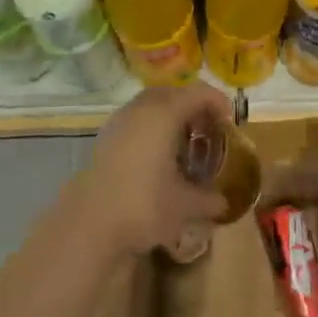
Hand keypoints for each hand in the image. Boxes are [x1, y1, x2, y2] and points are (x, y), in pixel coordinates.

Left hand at [73, 83, 231, 255]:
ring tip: (183, 141)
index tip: (230, 121)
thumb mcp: (184, 205)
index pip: (199, 93)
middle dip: (192, 105)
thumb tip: (224, 203)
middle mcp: (141, 109)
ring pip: (150, 105)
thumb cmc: (144, 205)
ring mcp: (119, 121)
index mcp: (165, 113)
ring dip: (169, 115)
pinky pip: (134, 120)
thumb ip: (208, 200)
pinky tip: (157, 155)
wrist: (88, 224)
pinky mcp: (104, 138)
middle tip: (207, 127)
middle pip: (172, 93)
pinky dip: (150, 127)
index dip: (218, 102)